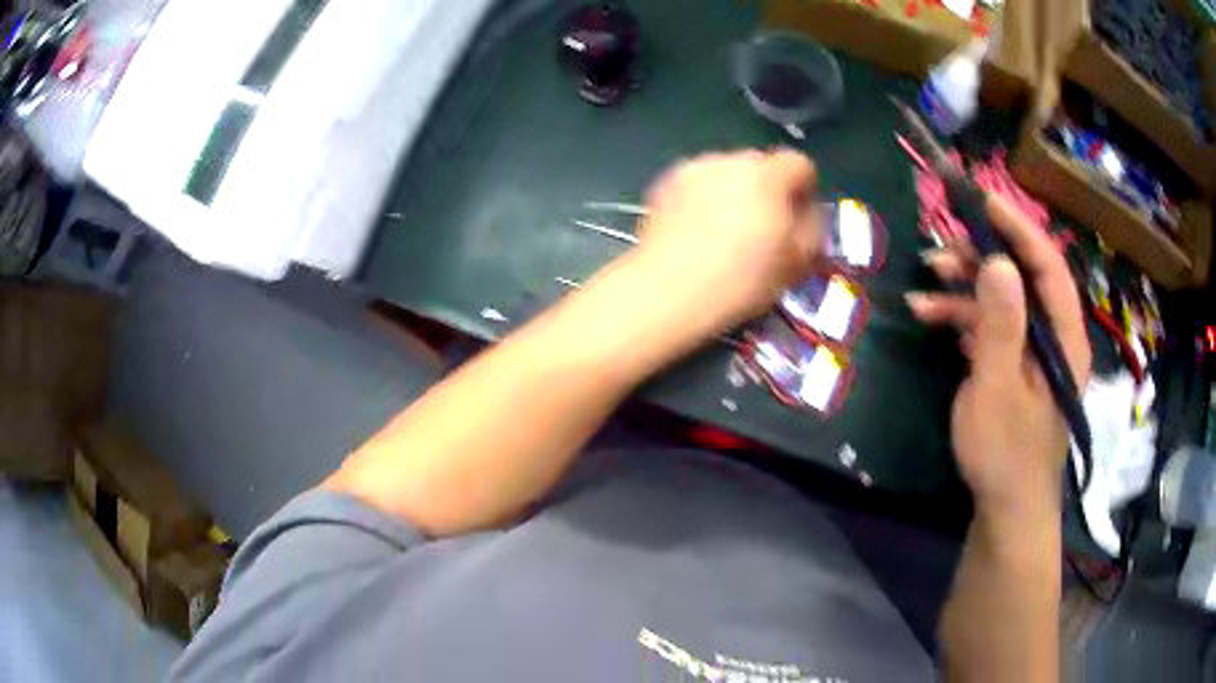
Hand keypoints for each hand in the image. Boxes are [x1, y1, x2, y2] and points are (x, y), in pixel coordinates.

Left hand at [631, 150, 821, 332]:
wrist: (668, 291)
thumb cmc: (741, 280)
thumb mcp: (796, 262)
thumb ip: (813, 229)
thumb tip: (810, 214)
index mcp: (767, 175)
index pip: (800, 164)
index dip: (805, 190)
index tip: (799, 219)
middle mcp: (730, 160)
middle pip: (762, 166)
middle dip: (769, 191)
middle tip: (764, 229)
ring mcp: (693, 168)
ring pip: (727, 173)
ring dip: (735, 192)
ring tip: (726, 232)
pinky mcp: (664, 183)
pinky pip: (698, 184)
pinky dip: (704, 198)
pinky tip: (697, 231)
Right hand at [908, 196, 1090, 518]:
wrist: (1006, 509)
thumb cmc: (1006, 453)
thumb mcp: (998, 388)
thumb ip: (1001, 324)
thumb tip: (997, 260)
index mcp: (1064, 336)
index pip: (1047, 264)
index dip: (1017, 227)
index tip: (981, 199)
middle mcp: (1053, 335)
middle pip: (1022, 277)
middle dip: (981, 257)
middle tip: (941, 246)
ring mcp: (1033, 352)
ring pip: (1003, 300)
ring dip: (964, 289)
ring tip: (924, 287)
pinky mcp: (1015, 367)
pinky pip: (992, 327)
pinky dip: (963, 319)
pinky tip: (932, 318)